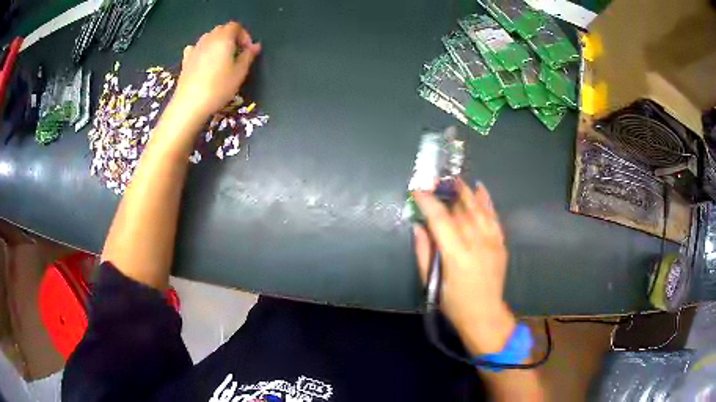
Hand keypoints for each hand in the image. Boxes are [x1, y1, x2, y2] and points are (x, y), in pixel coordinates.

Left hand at [172, 22, 260, 123]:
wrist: (190, 104)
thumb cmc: (218, 87)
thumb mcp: (240, 73)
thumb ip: (248, 56)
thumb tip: (256, 46)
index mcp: (223, 38)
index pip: (236, 26)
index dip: (244, 35)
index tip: (248, 51)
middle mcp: (208, 39)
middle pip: (221, 30)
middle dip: (231, 38)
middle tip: (237, 54)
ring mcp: (195, 48)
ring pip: (209, 38)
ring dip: (217, 44)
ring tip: (222, 59)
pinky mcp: (185, 60)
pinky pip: (196, 48)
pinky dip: (203, 50)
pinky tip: (204, 61)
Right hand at [413, 179, 515, 354]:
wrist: (485, 314)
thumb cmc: (454, 303)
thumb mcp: (432, 283)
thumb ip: (424, 253)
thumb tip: (418, 227)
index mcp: (456, 255)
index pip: (440, 220)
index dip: (428, 202)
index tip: (417, 191)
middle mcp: (476, 244)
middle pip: (461, 210)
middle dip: (447, 192)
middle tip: (436, 180)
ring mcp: (492, 242)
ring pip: (479, 209)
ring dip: (467, 192)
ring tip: (456, 180)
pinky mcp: (500, 244)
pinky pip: (494, 217)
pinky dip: (487, 201)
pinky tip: (480, 188)